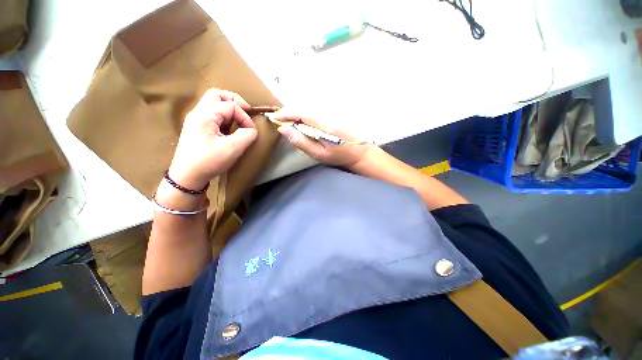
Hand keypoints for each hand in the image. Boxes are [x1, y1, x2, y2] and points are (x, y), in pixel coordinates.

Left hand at [168, 89, 256, 189]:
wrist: (186, 177)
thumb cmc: (208, 162)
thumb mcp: (232, 149)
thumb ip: (246, 135)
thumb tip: (251, 129)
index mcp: (205, 116)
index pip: (230, 106)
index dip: (245, 116)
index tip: (251, 131)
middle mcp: (197, 113)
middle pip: (216, 94)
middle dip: (234, 101)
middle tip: (246, 112)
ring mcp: (195, 120)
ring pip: (213, 102)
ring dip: (228, 108)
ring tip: (238, 120)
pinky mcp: (196, 128)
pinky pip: (211, 113)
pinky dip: (223, 116)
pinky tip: (229, 128)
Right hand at [275, 111, 374, 168]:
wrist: (358, 152)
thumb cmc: (338, 156)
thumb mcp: (318, 153)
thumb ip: (301, 141)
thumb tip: (283, 129)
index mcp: (325, 124)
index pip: (301, 112)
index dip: (286, 113)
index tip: (274, 117)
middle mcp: (328, 113)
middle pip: (304, 107)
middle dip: (289, 112)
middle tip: (280, 121)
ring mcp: (332, 112)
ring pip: (309, 107)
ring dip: (297, 113)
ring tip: (289, 122)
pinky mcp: (333, 113)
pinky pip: (315, 110)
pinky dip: (305, 114)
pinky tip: (303, 122)